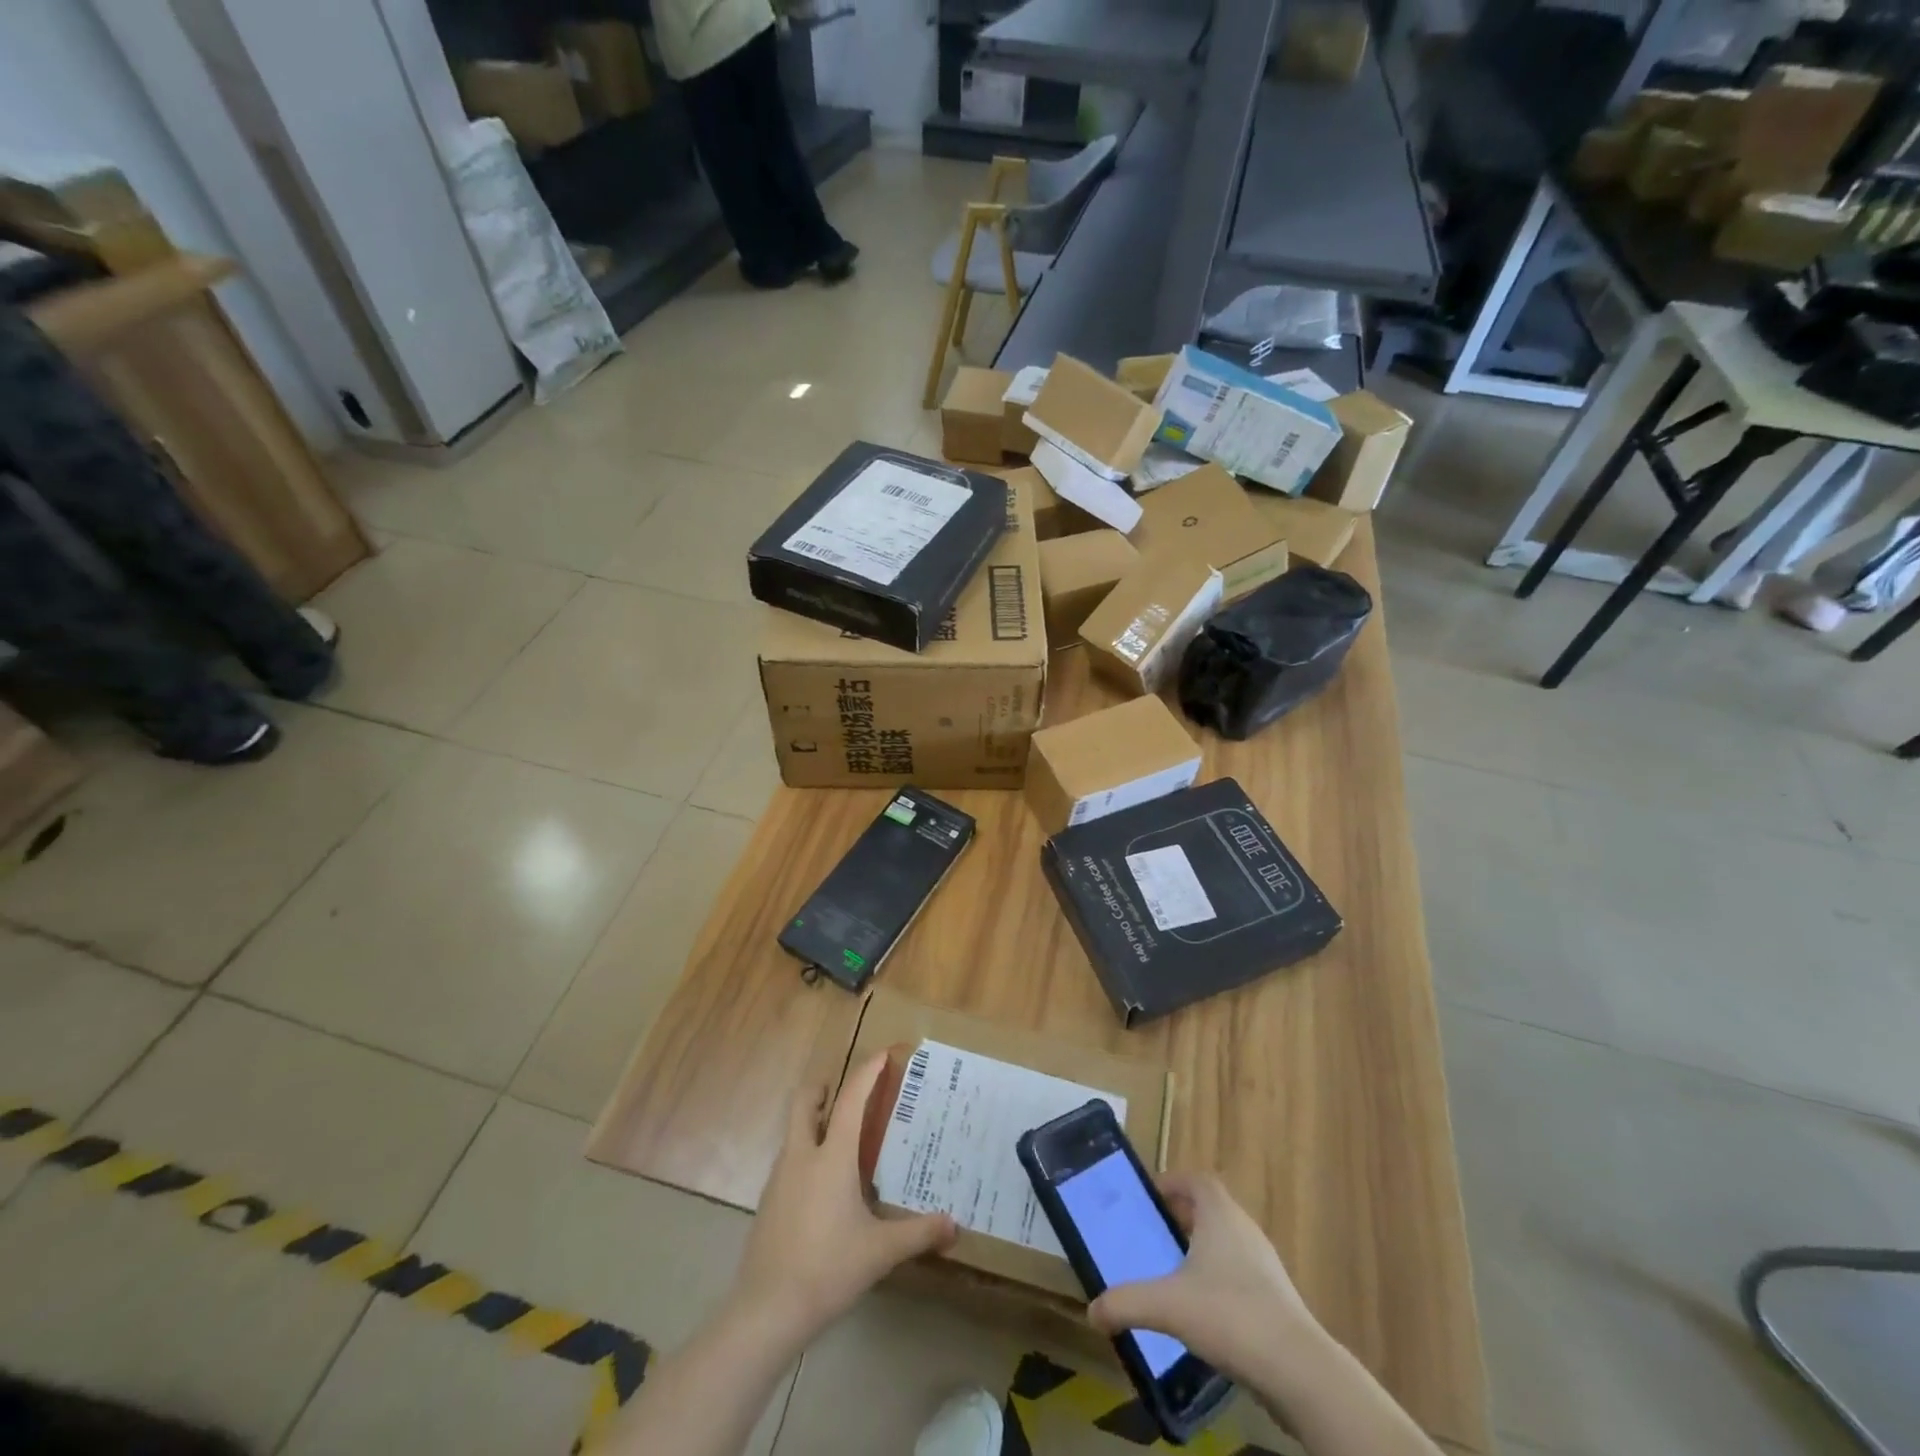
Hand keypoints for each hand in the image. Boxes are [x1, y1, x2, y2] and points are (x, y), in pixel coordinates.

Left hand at [730, 1053, 957, 1344]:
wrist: (767, 1311)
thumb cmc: (828, 1269)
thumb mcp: (880, 1252)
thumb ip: (919, 1234)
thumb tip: (955, 1226)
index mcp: (832, 1156)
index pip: (851, 1099)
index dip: (866, 1072)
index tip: (882, 1053)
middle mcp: (802, 1155)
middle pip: (805, 1101)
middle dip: (823, 1087)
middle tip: (845, 1092)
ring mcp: (780, 1178)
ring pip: (794, 1131)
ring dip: (814, 1121)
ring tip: (842, 1139)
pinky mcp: (768, 1202)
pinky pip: (789, 1160)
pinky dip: (806, 1154)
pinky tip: (824, 1185)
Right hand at [1087, 1171, 1322, 1386]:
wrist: (1297, 1369)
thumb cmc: (1229, 1315)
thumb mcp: (1167, 1306)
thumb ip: (1127, 1303)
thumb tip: (1091, 1312)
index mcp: (1220, 1215)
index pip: (1196, 1180)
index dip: (1173, 1183)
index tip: (1150, 1198)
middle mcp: (1244, 1229)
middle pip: (1211, 1208)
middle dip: (1183, 1217)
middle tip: (1156, 1234)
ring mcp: (1265, 1264)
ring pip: (1228, 1241)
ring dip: (1203, 1248)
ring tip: (1175, 1272)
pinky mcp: (1277, 1298)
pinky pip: (1241, 1272)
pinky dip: (1220, 1278)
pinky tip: (1205, 1311)